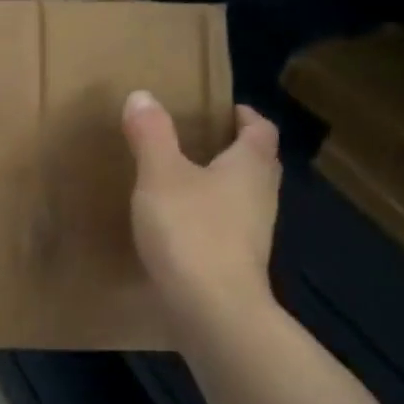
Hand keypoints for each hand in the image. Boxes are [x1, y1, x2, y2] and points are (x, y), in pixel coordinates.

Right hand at [123, 91, 281, 317]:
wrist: (212, 308)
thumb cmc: (190, 230)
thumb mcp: (160, 175)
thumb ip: (152, 134)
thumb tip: (142, 95)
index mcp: (250, 165)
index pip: (260, 129)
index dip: (245, 116)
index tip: (223, 111)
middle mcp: (262, 195)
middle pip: (258, 163)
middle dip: (235, 150)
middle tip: (201, 143)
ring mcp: (255, 233)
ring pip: (244, 198)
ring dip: (223, 186)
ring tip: (185, 182)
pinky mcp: (240, 264)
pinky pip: (230, 229)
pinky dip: (212, 219)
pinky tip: (182, 227)